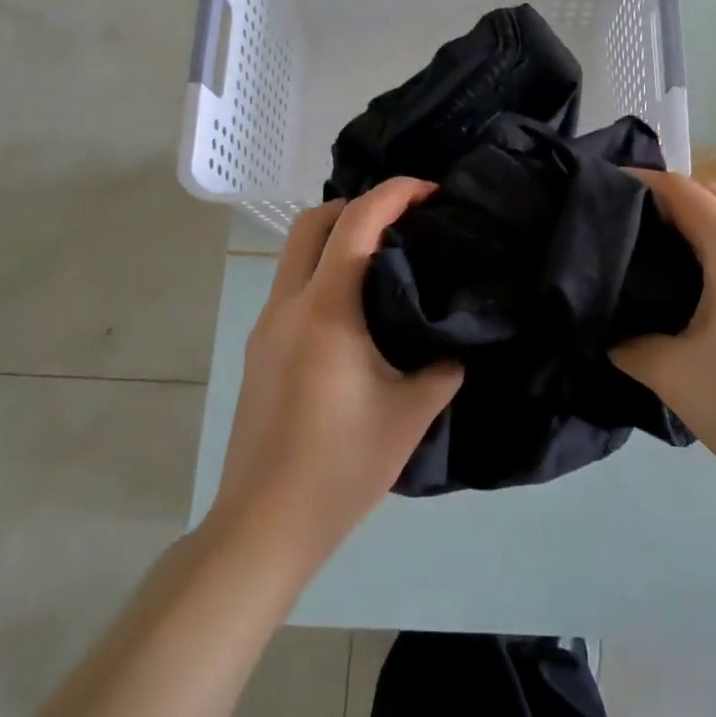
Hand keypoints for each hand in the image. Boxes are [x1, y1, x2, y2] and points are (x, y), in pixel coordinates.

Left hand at [209, 178, 462, 573]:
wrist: (264, 524)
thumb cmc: (341, 467)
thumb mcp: (411, 415)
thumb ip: (443, 366)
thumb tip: (456, 341)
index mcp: (326, 311)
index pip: (356, 223)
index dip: (394, 193)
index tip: (430, 192)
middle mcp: (288, 305)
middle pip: (312, 222)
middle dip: (359, 204)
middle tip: (405, 221)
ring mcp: (266, 326)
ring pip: (295, 253)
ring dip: (337, 237)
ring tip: (387, 259)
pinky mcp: (260, 349)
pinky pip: (293, 286)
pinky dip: (324, 271)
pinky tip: (358, 308)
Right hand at [612, 170, 715, 540]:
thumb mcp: (672, 374)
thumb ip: (628, 342)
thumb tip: (607, 332)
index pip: (683, 192)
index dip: (640, 183)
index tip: (599, 192)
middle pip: (713, 196)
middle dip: (666, 197)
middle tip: (619, 221)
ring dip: (694, 220)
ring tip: (648, 248)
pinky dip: (715, 244)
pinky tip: (688, 280)